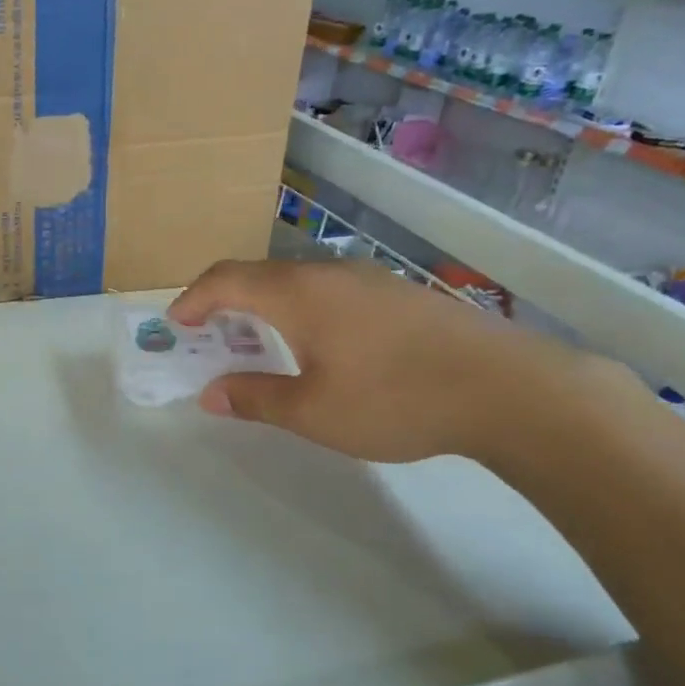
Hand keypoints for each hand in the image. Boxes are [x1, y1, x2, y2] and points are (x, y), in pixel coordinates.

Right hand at [169, 259, 624, 468]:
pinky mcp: (399, 294)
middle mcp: (329, 274)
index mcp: (298, 294)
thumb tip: (211, 395)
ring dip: (266, 308)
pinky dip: (302, 312)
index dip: (194, 299)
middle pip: (260, 276)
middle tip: (212, 338)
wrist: (507, 388)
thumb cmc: (395, 398)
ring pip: (298, 283)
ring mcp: (369, 280)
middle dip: (226, 303)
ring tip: (261, 345)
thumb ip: (256, 399)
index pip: (227, 280)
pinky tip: (320, 347)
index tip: (177, 324)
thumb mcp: (314, 412)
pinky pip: (331, 293)